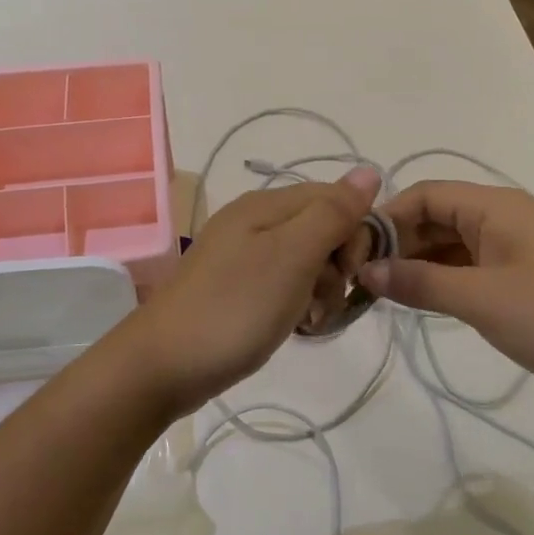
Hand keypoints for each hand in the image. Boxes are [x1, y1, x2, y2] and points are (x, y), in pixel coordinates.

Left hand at [121, 168, 380, 416]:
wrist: (164, 365)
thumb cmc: (234, 308)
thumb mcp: (291, 256)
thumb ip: (332, 213)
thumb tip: (369, 170)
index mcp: (266, 205)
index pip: (335, 198)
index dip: (355, 233)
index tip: (351, 274)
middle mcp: (254, 221)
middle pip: (322, 229)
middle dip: (337, 266)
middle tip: (323, 301)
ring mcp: (242, 255)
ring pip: (306, 261)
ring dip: (320, 290)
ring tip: (308, 321)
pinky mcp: (237, 287)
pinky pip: (284, 284)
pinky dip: (297, 303)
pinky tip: (294, 326)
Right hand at [355, 182, 533, 414]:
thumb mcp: (480, 298)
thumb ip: (419, 282)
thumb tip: (366, 270)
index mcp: (493, 206)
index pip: (424, 194)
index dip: (386, 218)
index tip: (353, 252)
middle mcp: (502, 219)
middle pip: (436, 218)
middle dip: (398, 244)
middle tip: (361, 280)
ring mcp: (515, 251)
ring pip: (451, 246)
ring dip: (418, 265)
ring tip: (381, 295)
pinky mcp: (524, 282)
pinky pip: (470, 271)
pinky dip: (443, 282)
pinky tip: (421, 304)